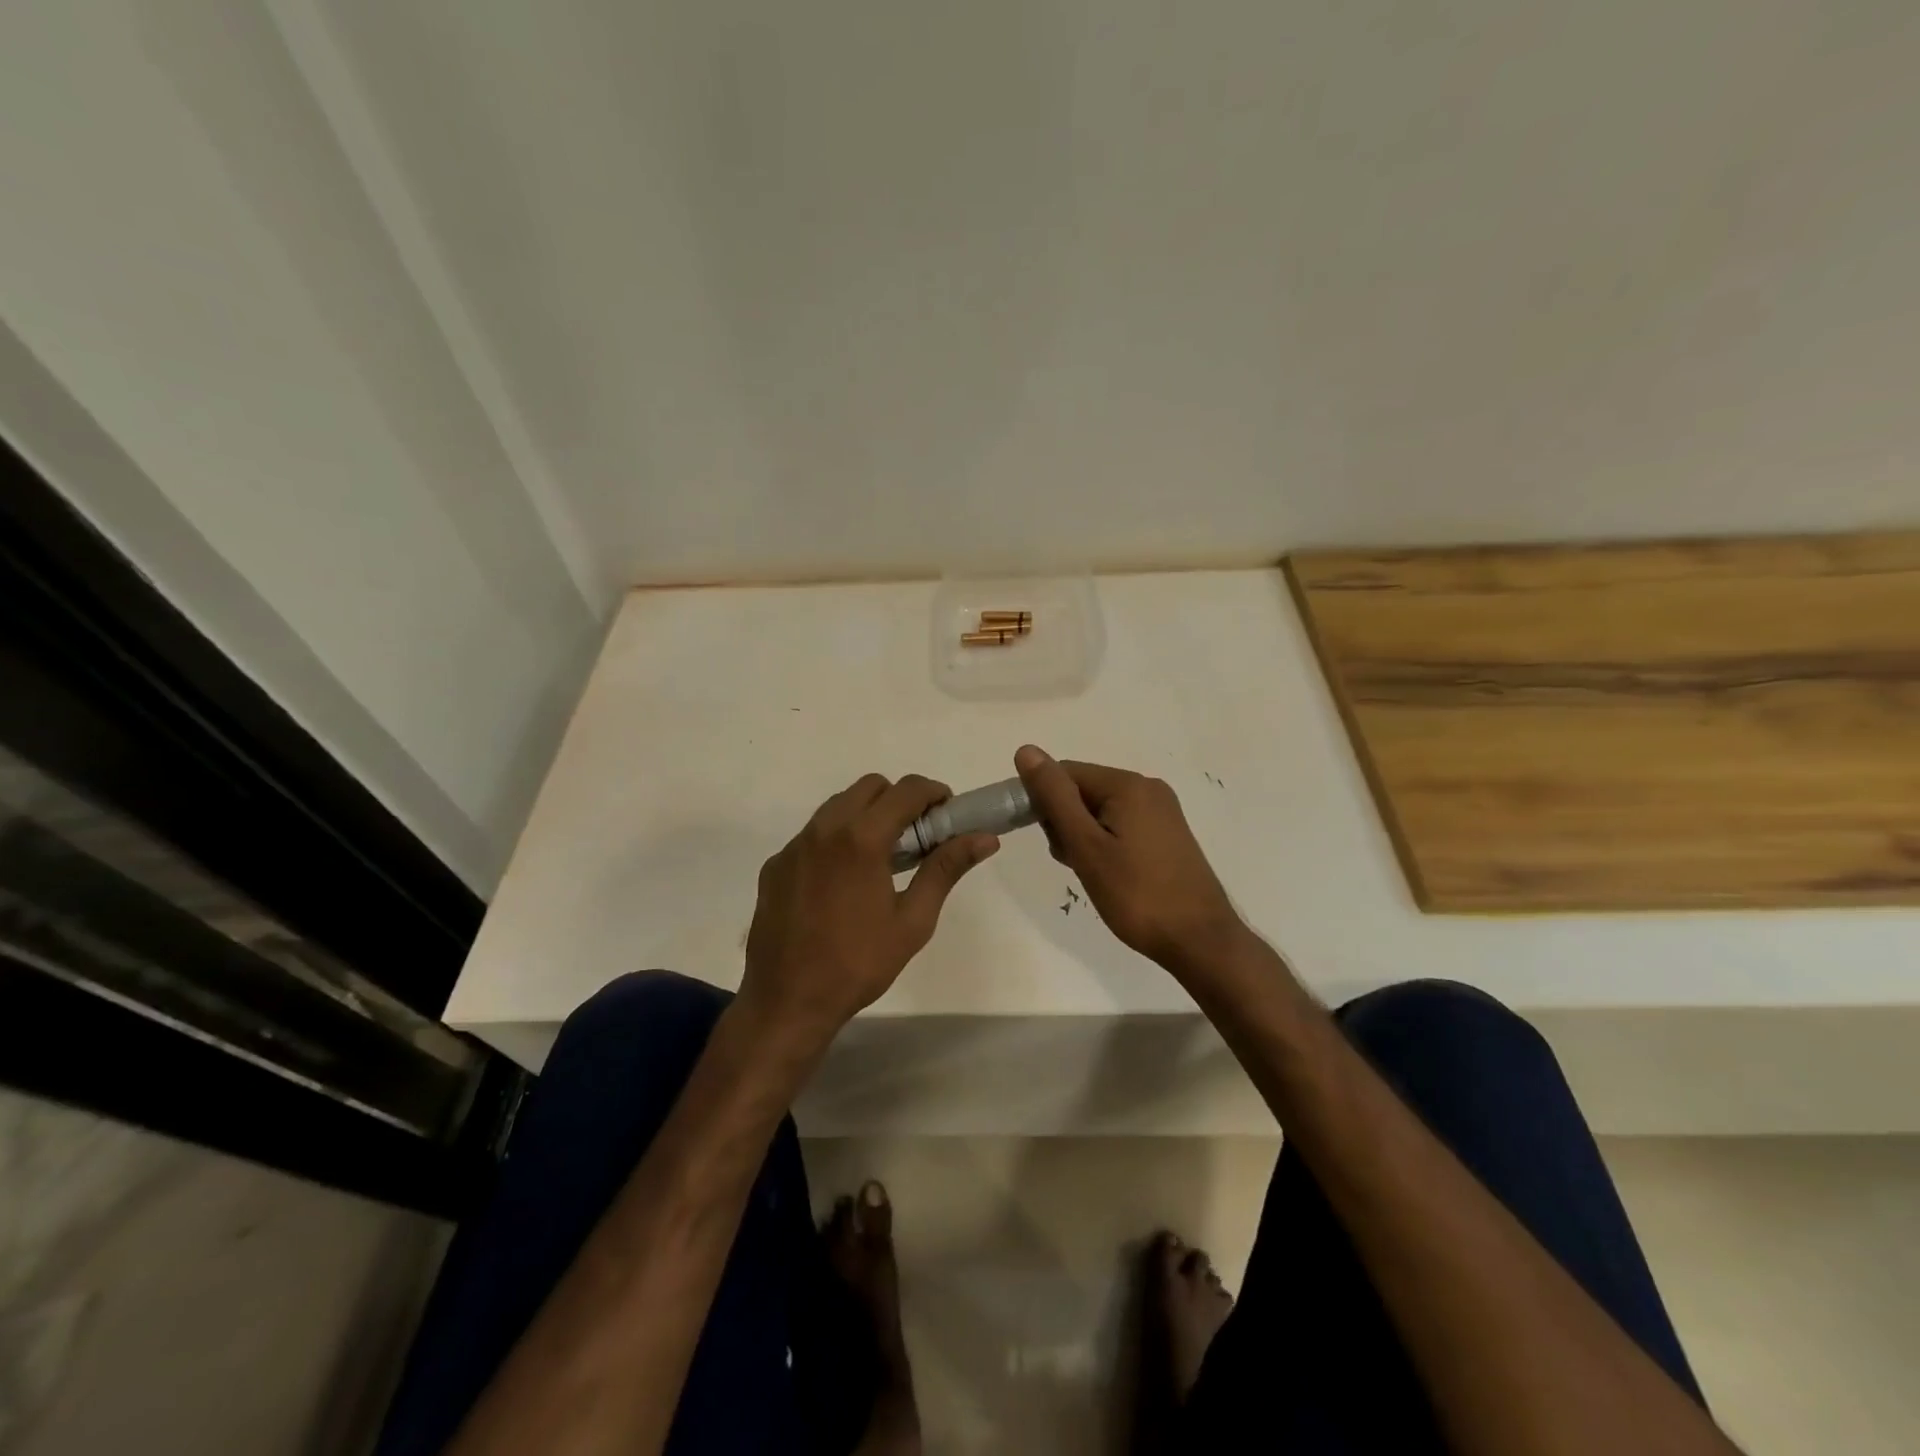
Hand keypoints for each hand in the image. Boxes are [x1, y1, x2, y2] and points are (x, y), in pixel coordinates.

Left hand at [740, 773, 997, 1047]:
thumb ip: (946, 869)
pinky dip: (836, 840)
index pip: (906, 790)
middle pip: (870, 787)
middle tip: (916, 837)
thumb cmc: (859, 963)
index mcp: (861, 839)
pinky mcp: (776, 864)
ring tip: (881, 858)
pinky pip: (812, 834)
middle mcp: (824, 829)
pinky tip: (842, 882)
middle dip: (899, 800)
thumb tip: (984, 838)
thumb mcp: (913, 921)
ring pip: (837, 806)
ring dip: (866, 815)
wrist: (786, 1001)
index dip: (933, 793)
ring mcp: (794, 846)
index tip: (947, 814)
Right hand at [1014, 745, 1243, 975]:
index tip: (1044, 840)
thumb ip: (1055, 797)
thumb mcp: (1086, 846)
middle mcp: (1148, 788)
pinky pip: (1121, 824)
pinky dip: (1104, 843)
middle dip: (1065, 822)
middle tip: (1072, 861)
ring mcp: (1162, 811)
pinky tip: (1109, 873)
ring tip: (1091, 873)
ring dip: (1083, 836)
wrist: (1200, 941)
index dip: (1043, 802)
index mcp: (1128, 784)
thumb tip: (1026, 750)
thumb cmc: (1137, 895)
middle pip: (1083, 789)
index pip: (1065, 773)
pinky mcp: (1168, 834)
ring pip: (1100, 810)